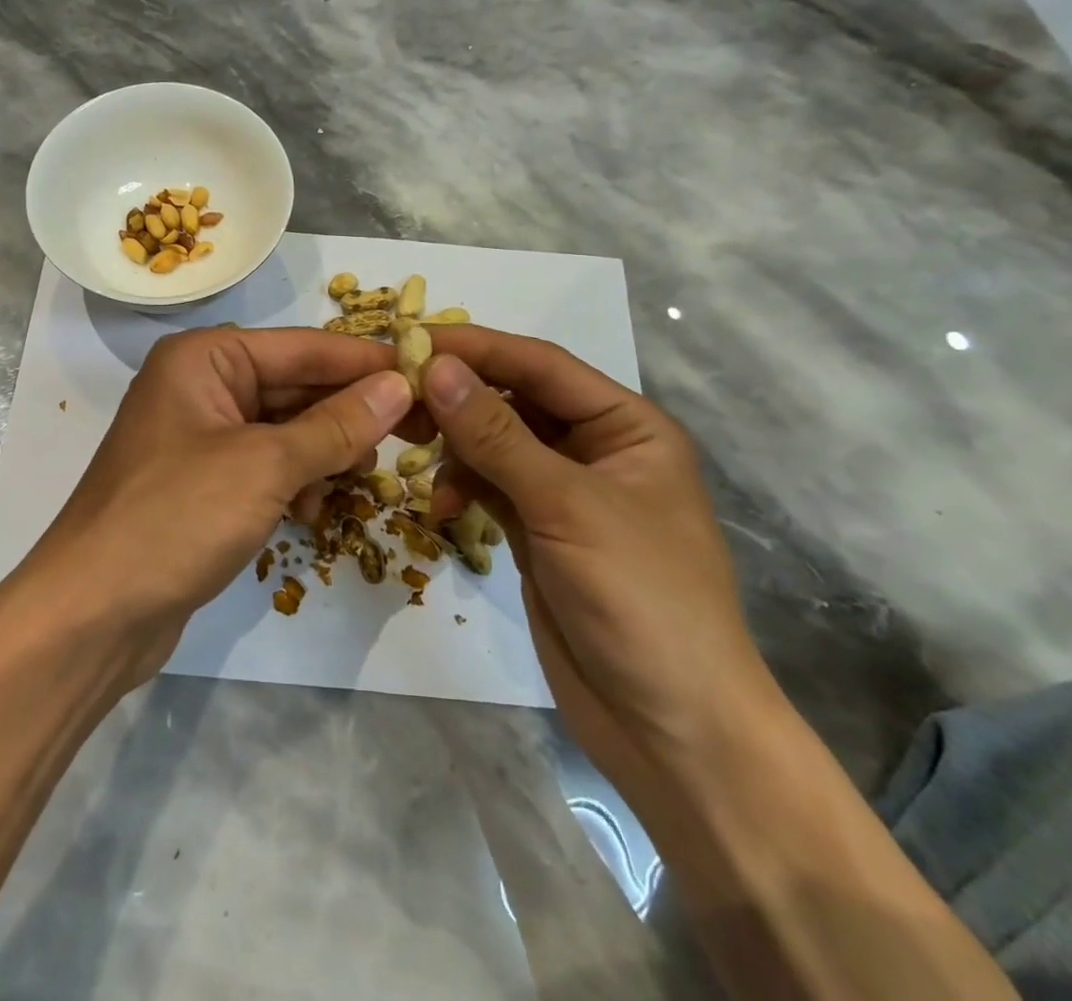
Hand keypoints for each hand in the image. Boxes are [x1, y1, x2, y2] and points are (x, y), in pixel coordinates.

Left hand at [11, 327, 414, 686]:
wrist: (92, 614)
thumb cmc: (175, 518)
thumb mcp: (264, 465)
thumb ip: (335, 425)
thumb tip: (399, 385)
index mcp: (205, 359)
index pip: (303, 346)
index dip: (365, 361)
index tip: (428, 373)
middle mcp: (201, 386)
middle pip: (295, 385)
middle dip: (349, 411)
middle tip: (415, 433)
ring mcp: (200, 437)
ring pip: (285, 429)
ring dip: (325, 451)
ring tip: (363, 476)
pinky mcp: (203, 484)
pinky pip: (267, 466)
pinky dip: (296, 481)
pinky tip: (316, 510)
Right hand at [420, 328, 777, 799]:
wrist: (674, 732)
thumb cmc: (641, 598)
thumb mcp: (566, 505)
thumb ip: (496, 433)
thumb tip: (435, 366)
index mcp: (626, 425)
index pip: (540, 365)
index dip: (477, 348)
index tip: (411, 338)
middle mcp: (594, 448)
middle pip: (513, 399)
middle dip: (458, 397)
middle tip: (396, 399)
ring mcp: (563, 492)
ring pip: (494, 442)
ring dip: (455, 446)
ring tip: (412, 456)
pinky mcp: (537, 530)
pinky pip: (489, 486)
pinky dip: (461, 487)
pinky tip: (442, 509)